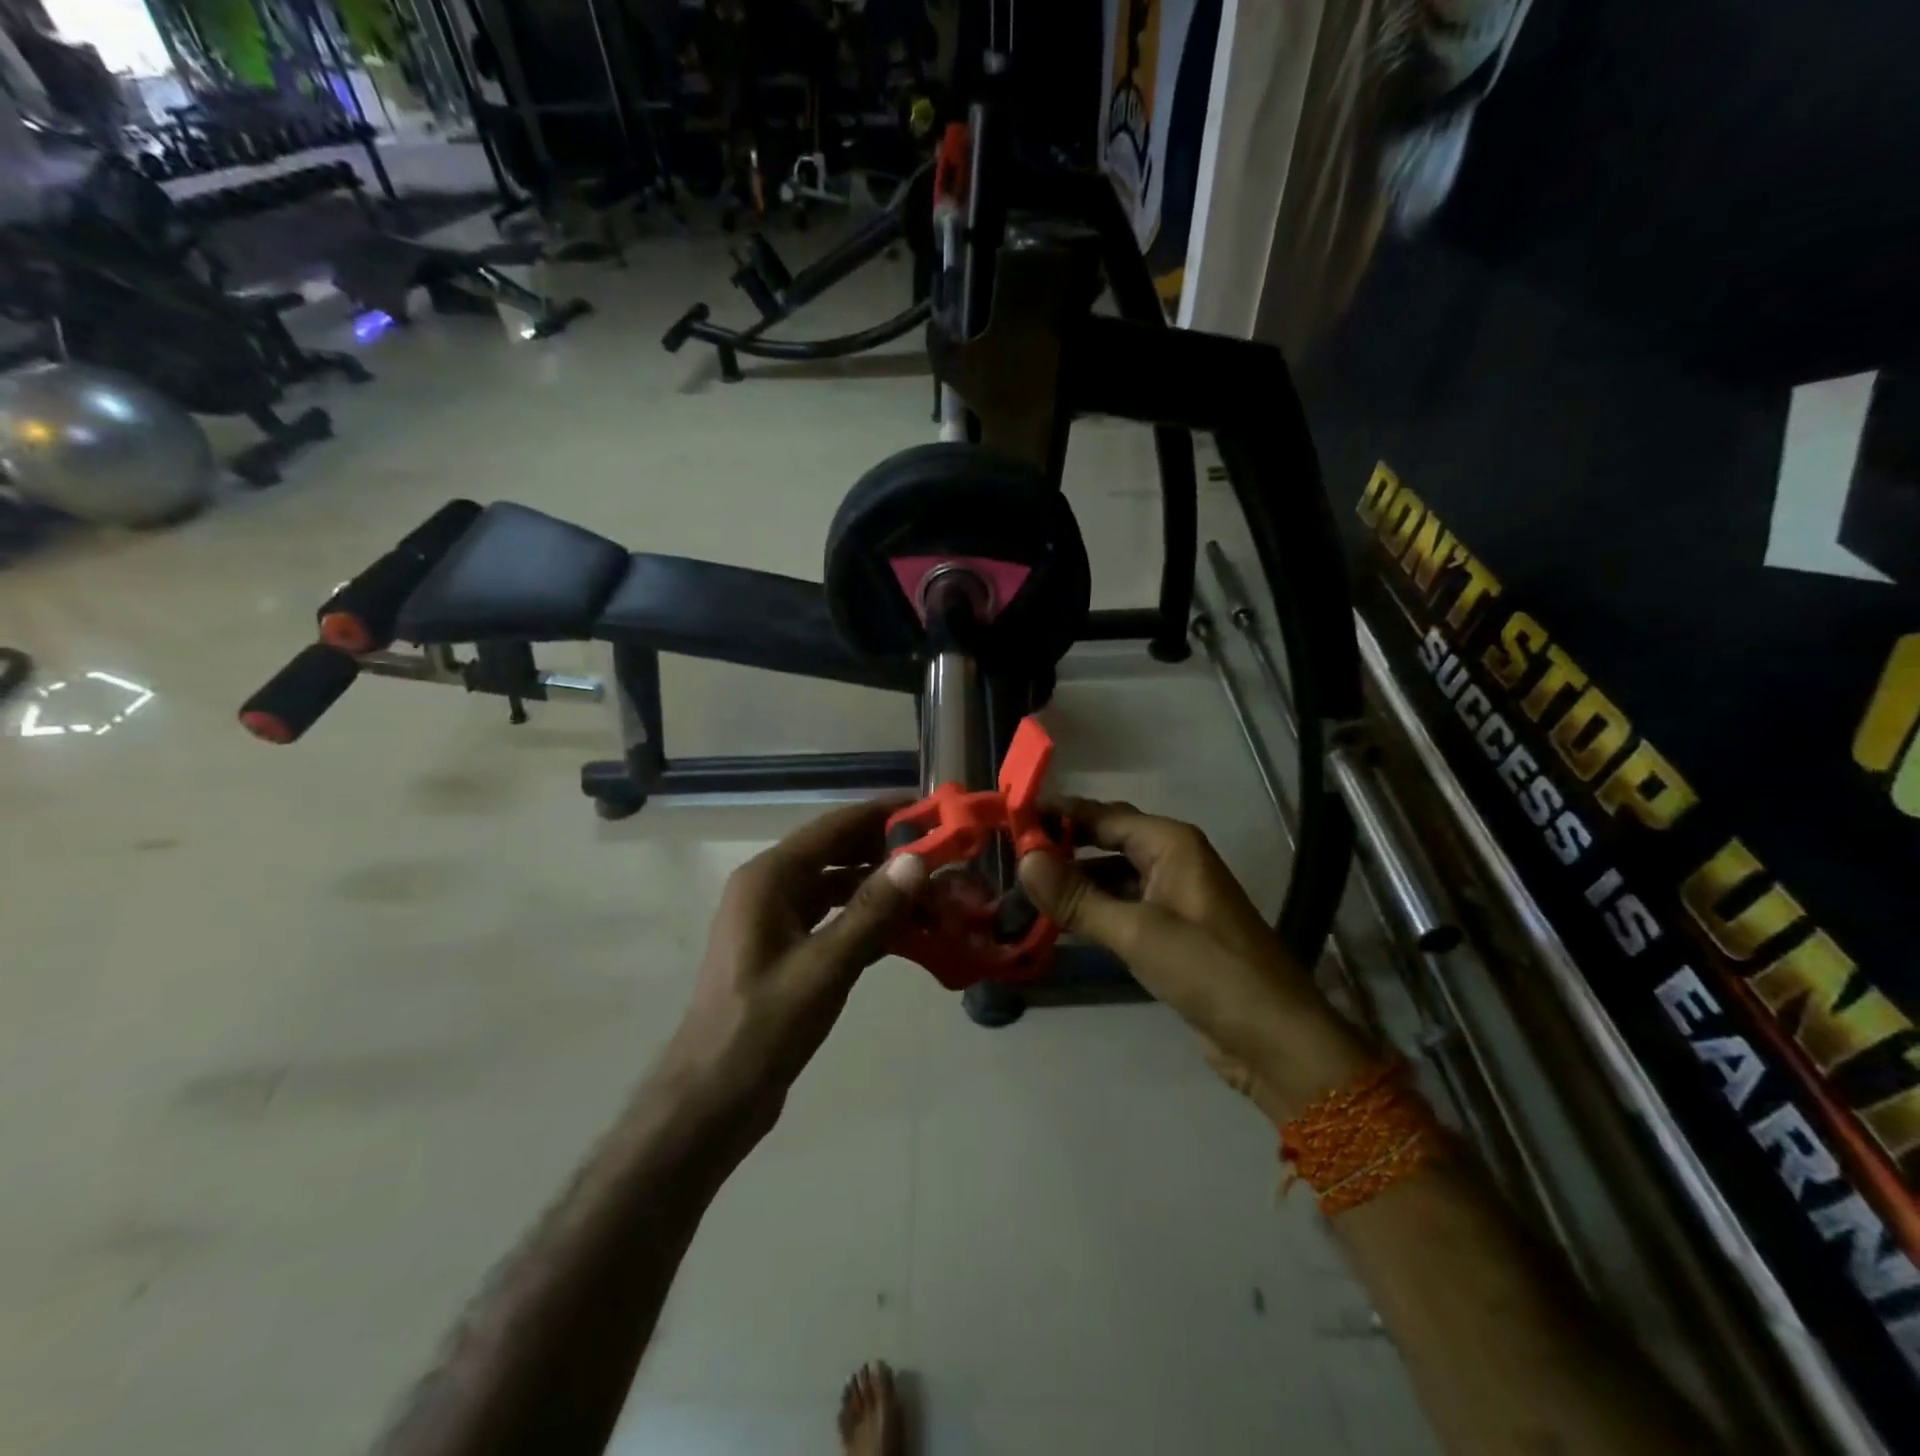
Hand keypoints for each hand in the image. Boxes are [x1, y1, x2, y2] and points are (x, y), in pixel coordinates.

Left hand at [655, 798, 927, 1140]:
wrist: (712, 1098)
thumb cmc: (763, 1027)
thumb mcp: (825, 967)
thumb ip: (872, 911)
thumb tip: (916, 861)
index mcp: (768, 879)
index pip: (833, 827)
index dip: (881, 814)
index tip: (928, 809)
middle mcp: (768, 888)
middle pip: (835, 852)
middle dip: (885, 851)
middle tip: (940, 853)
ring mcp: (773, 920)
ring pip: (835, 887)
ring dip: (879, 887)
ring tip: (930, 892)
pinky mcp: (783, 950)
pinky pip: (831, 919)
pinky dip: (865, 919)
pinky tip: (905, 930)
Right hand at [1018, 800, 1370, 1124]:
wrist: (1275, 1040)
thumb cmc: (1209, 971)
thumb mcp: (1137, 932)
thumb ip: (1078, 897)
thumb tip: (1023, 859)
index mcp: (1170, 843)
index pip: (1101, 815)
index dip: (1055, 815)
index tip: (1009, 820)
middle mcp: (1172, 858)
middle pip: (1105, 839)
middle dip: (1061, 845)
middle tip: (1010, 855)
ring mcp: (1173, 895)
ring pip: (1111, 874)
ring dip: (1074, 880)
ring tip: (1023, 889)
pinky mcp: (1171, 929)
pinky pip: (1122, 905)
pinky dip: (1092, 908)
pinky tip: (1059, 921)